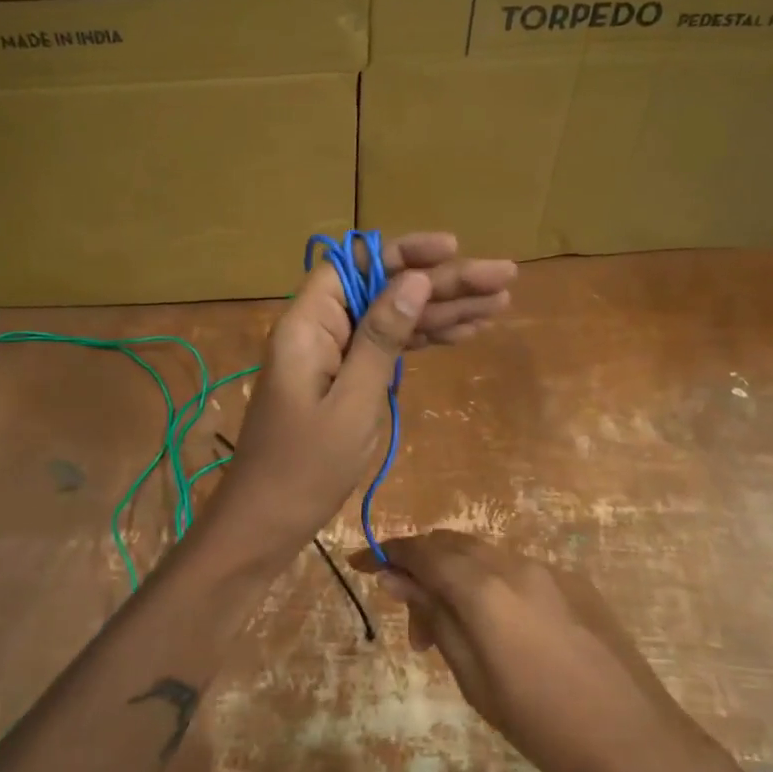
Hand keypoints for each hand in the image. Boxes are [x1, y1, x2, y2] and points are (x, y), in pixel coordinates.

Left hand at [208, 235, 514, 560]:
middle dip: (443, 283)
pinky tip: (465, 333)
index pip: (356, 264)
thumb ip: (382, 337)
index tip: (453, 249)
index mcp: (308, 324)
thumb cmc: (306, 466)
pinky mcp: (346, 381)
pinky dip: (424, 341)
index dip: (404, 252)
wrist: (268, 522)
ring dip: (444, 311)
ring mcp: (334, 356)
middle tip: (504, 278)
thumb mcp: (353, 401)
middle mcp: (320, 330)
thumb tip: (413, 280)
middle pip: (385, 289)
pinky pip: (388, 349)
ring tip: (501, 303)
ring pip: (394, 318)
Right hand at [356, 531, 721, 771]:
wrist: (639, 741)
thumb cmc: (544, 724)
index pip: (422, 552)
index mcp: (485, 589)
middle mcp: (515, 565)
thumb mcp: (475, 680)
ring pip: (486, 556)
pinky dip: (493, 586)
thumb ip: (436, 619)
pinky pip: (518, 571)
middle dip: (422, 569)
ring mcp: (550, 570)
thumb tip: (396, 578)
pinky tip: (502, 632)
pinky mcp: (576, 583)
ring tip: (456, 636)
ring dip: (458, 580)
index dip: (387, 553)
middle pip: (453, 544)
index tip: (360, 564)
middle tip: (414, 623)